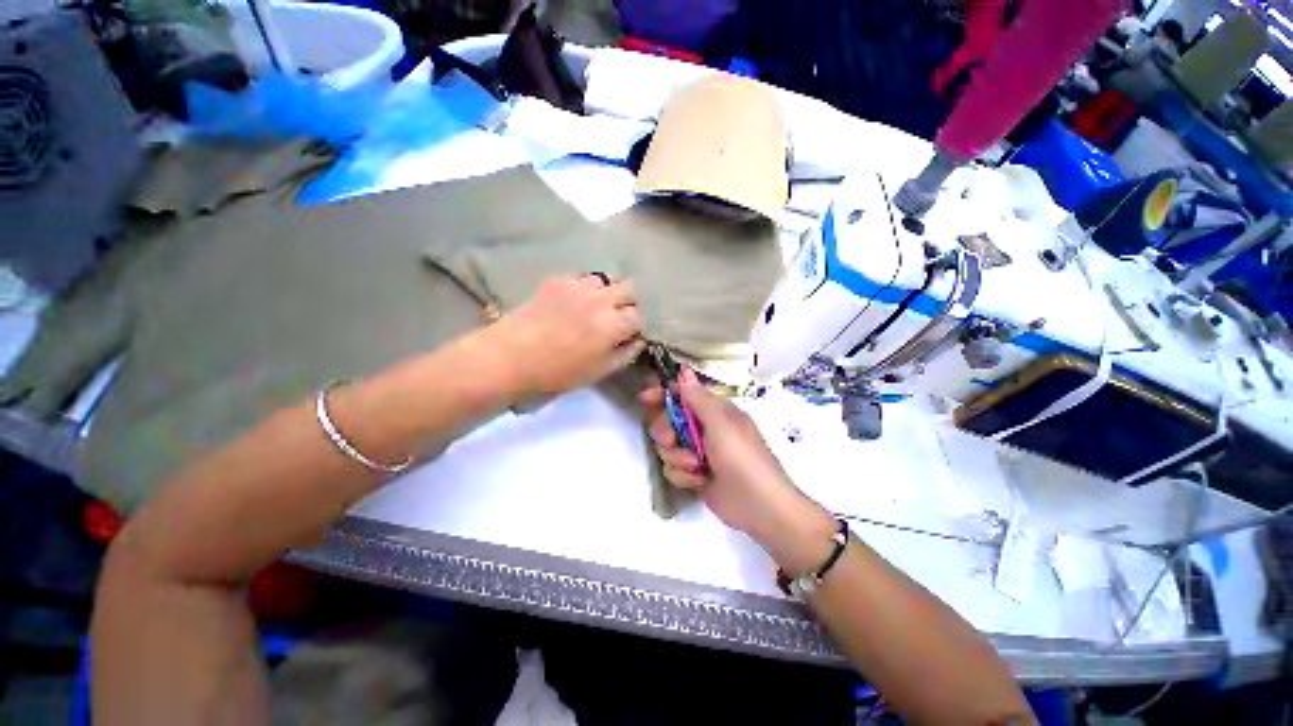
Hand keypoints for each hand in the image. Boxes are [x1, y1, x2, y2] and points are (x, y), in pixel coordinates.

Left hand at [493, 276, 644, 395]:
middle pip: (630, 288)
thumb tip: (638, 341)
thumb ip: (625, 354)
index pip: (639, 316)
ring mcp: (580, 286)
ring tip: (595, 307)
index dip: (636, 326)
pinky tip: (573, 303)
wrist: (511, 356)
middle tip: (618, 318)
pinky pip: (582, 279)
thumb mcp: (599, 371)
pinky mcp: (559, 280)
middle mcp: (602, 299)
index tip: (628, 335)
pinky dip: (585, 289)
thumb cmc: (558, 372)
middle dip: (629, 303)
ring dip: (607, 293)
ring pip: (606, 280)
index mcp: (614, 324)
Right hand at [639, 370, 836, 572]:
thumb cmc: (741, 456)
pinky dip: (684, 476)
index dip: (662, 395)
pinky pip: (673, 469)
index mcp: (714, 410)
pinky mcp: (694, 474)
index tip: (646, 398)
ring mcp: (698, 452)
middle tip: (671, 440)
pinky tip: (699, 481)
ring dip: (678, 457)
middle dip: (666, 431)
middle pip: (667, 421)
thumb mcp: (720, 423)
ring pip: (668, 447)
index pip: (682, 394)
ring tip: (696, 466)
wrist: (758, 505)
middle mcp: (703, 428)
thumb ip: (698, 398)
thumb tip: (684, 371)